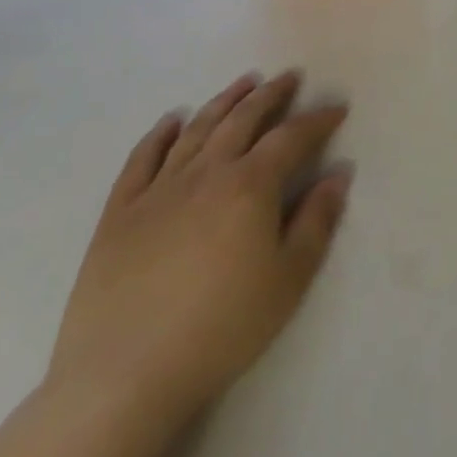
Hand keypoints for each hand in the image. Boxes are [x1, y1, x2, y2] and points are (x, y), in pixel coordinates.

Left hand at [47, 71, 350, 435]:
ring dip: (224, 102)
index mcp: (251, 185)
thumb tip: (338, 173)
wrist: (122, 379)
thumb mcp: (289, 279)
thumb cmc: (221, 328)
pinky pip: (141, 160)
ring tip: (244, 83)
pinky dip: (159, 135)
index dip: (318, 120)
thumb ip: (317, 220)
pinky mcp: (119, 215)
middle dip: (271, 95)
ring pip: (197, 130)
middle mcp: (206, 173)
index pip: (292, 137)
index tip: (337, 109)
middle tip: (289, 77)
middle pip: (243, 120)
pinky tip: (172, 121)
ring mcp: (158, 190)